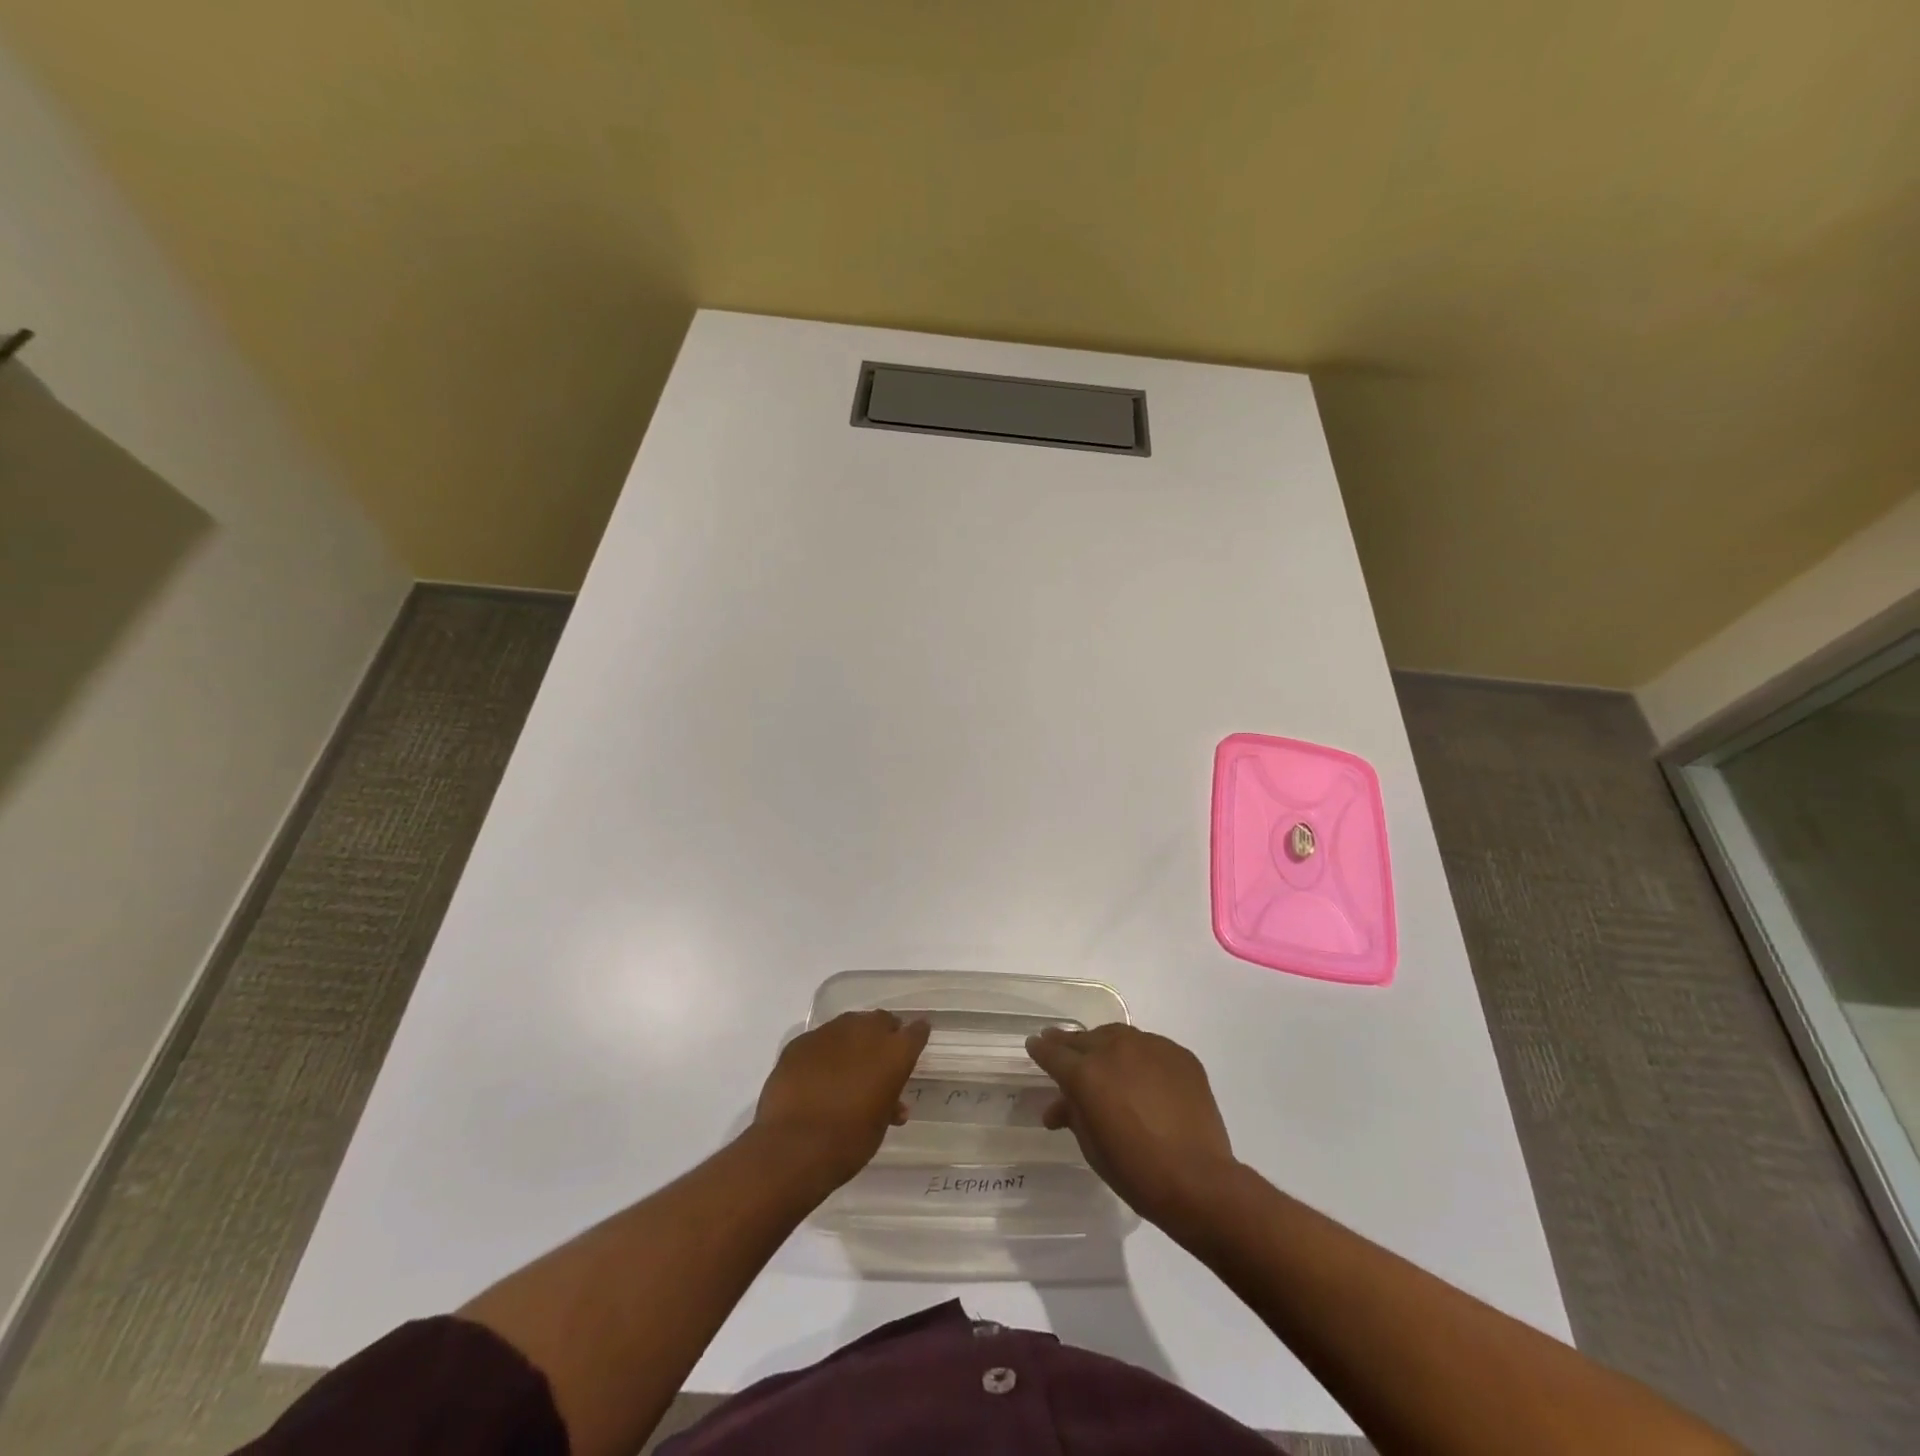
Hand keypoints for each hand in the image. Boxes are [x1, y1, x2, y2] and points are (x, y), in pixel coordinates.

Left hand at [752, 1010, 929, 1191]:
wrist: (793, 1148)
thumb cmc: (848, 1142)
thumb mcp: (879, 1125)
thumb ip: (888, 1103)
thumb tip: (892, 1103)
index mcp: (894, 1053)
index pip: (916, 1032)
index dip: (917, 1035)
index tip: (916, 1040)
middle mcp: (865, 1032)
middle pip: (881, 1020)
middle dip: (883, 1034)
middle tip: (879, 1056)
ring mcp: (830, 1033)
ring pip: (849, 1025)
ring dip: (852, 1039)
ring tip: (846, 1064)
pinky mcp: (800, 1042)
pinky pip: (819, 1041)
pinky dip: (823, 1052)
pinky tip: (816, 1073)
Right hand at [1025, 1024, 1237, 1228]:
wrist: (1198, 1181)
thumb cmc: (1135, 1171)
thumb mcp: (1091, 1146)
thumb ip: (1073, 1114)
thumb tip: (1059, 1106)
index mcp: (1086, 1073)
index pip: (1053, 1053)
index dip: (1040, 1050)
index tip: (1034, 1046)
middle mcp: (1115, 1049)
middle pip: (1084, 1040)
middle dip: (1071, 1046)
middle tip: (1063, 1049)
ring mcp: (1150, 1047)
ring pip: (1118, 1038)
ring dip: (1106, 1048)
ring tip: (1105, 1062)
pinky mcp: (1179, 1055)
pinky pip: (1151, 1049)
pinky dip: (1140, 1059)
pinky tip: (1144, 1078)